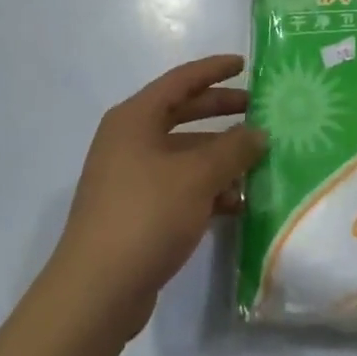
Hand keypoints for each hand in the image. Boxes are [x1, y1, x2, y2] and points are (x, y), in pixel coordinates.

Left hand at [48, 54, 265, 340]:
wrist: (97, 290)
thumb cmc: (147, 215)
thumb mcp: (197, 177)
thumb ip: (233, 149)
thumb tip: (258, 133)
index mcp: (135, 119)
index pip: (180, 80)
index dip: (214, 70)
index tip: (245, 65)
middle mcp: (129, 140)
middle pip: (182, 114)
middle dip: (221, 112)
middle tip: (258, 112)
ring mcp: (131, 177)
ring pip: (184, 155)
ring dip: (219, 157)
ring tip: (259, 163)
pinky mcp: (137, 211)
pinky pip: (179, 187)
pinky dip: (207, 189)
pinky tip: (238, 204)